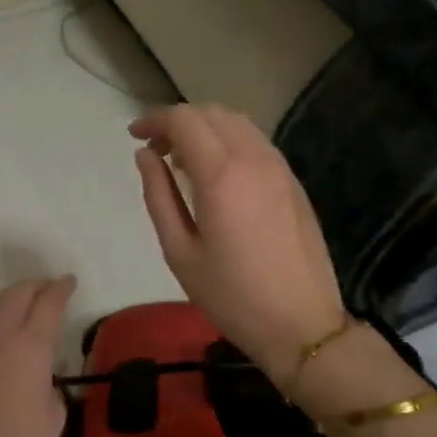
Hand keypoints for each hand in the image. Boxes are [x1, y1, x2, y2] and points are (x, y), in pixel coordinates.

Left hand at [0, 276, 75, 436]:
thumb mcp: (53, 419)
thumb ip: (51, 387)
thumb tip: (42, 378)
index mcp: (29, 346)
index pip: (48, 303)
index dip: (61, 289)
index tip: (69, 282)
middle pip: (16, 293)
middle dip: (35, 286)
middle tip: (50, 289)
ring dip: (13, 299)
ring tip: (26, 305)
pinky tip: (3, 333)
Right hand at [132, 105, 349, 382]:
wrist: (301, 324)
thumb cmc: (231, 295)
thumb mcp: (180, 251)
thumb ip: (158, 195)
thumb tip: (146, 156)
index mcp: (221, 175)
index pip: (184, 119)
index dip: (155, 120)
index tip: (134, 137)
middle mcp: (254, 158)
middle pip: (212, 113)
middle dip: (178, 121)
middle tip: (155, 151)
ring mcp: (279, 167)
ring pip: (237, 123)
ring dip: (205, 128)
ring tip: (182, 162)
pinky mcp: (293, 181)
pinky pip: (255, 142)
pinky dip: (228, 142)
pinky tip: (216, 174)